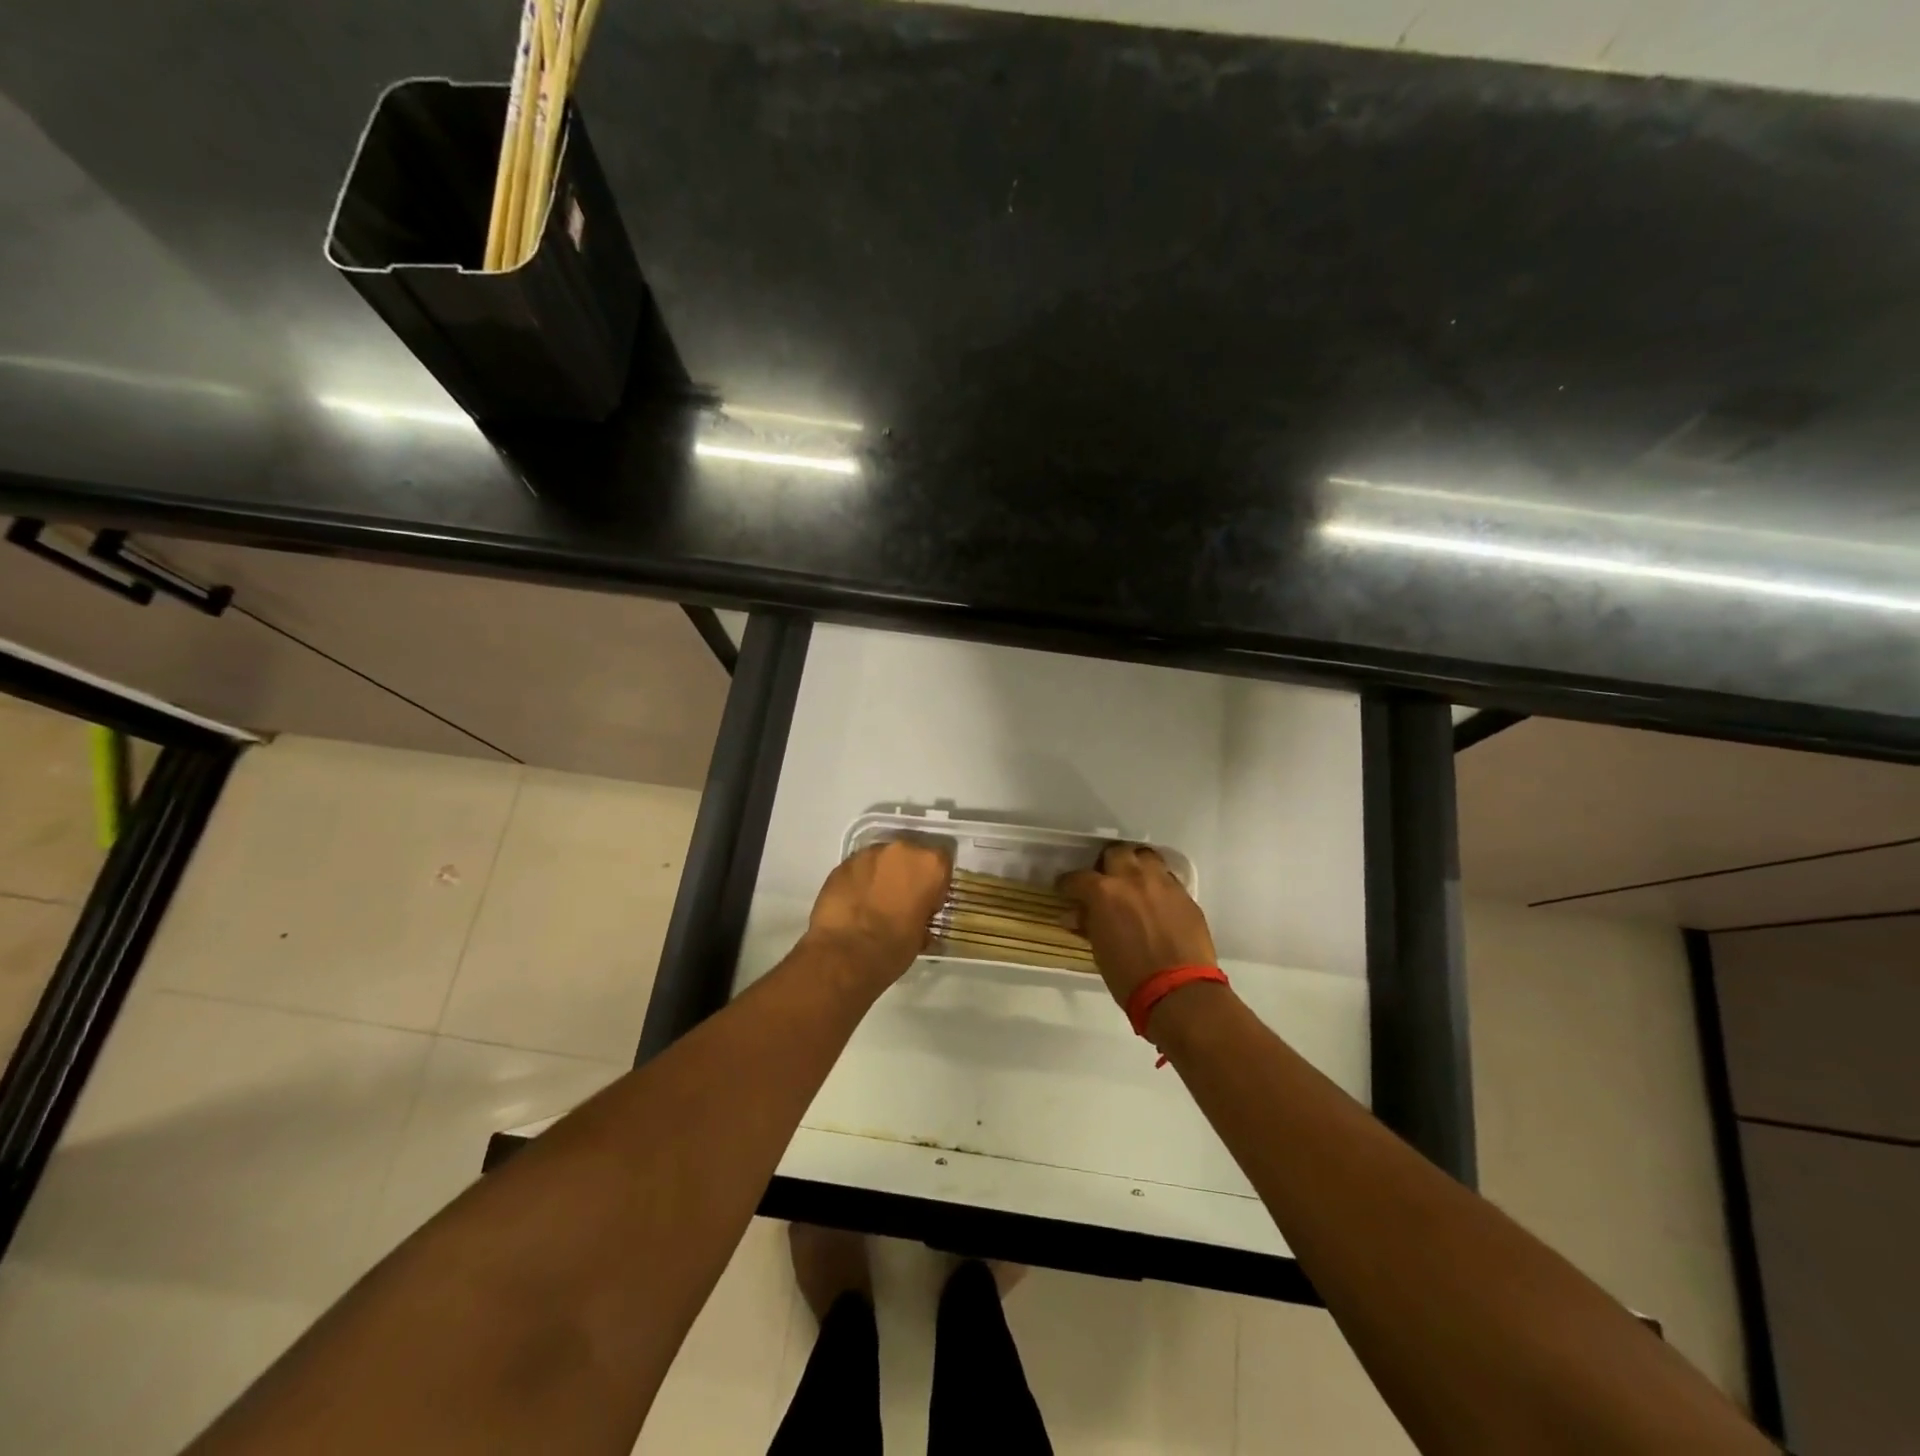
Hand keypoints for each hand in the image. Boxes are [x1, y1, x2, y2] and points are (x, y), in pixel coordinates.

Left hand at [806, 838, 953, 987]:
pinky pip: (858, 868)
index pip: (942, 862)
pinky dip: (860, 881)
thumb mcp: (921, 935)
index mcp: (930, 864)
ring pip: (882, 859)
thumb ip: (924, 915)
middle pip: (910, 855)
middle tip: (902, 900)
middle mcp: (902, 850)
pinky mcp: (843, 863)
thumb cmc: (894, 947)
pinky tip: (855, 903)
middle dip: (907, 874)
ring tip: (875, 902)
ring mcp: (869, 854)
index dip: (936, 883)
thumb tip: (919, 919)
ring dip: (882, 875)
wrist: (845, 953)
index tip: (928, 902)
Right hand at [1059, 844, 1216, 1008]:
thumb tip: (1074, 915)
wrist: (1180, 992)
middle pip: (1116, 853)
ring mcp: (1162, 883)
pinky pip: (1167, 877)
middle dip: (1106, 864)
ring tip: (1133, 883)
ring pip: (1145, 857)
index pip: (1077, 878)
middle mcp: (1132, 878)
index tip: (1066, 891)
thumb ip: (1088, 924)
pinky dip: (1156, 883)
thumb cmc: (1130, 976)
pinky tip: (1156, 900)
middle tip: (1104, 881)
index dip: (1068, 884)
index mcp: (1104, 892)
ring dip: (1135, 865)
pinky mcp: (1185, 894)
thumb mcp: (1099, 950)